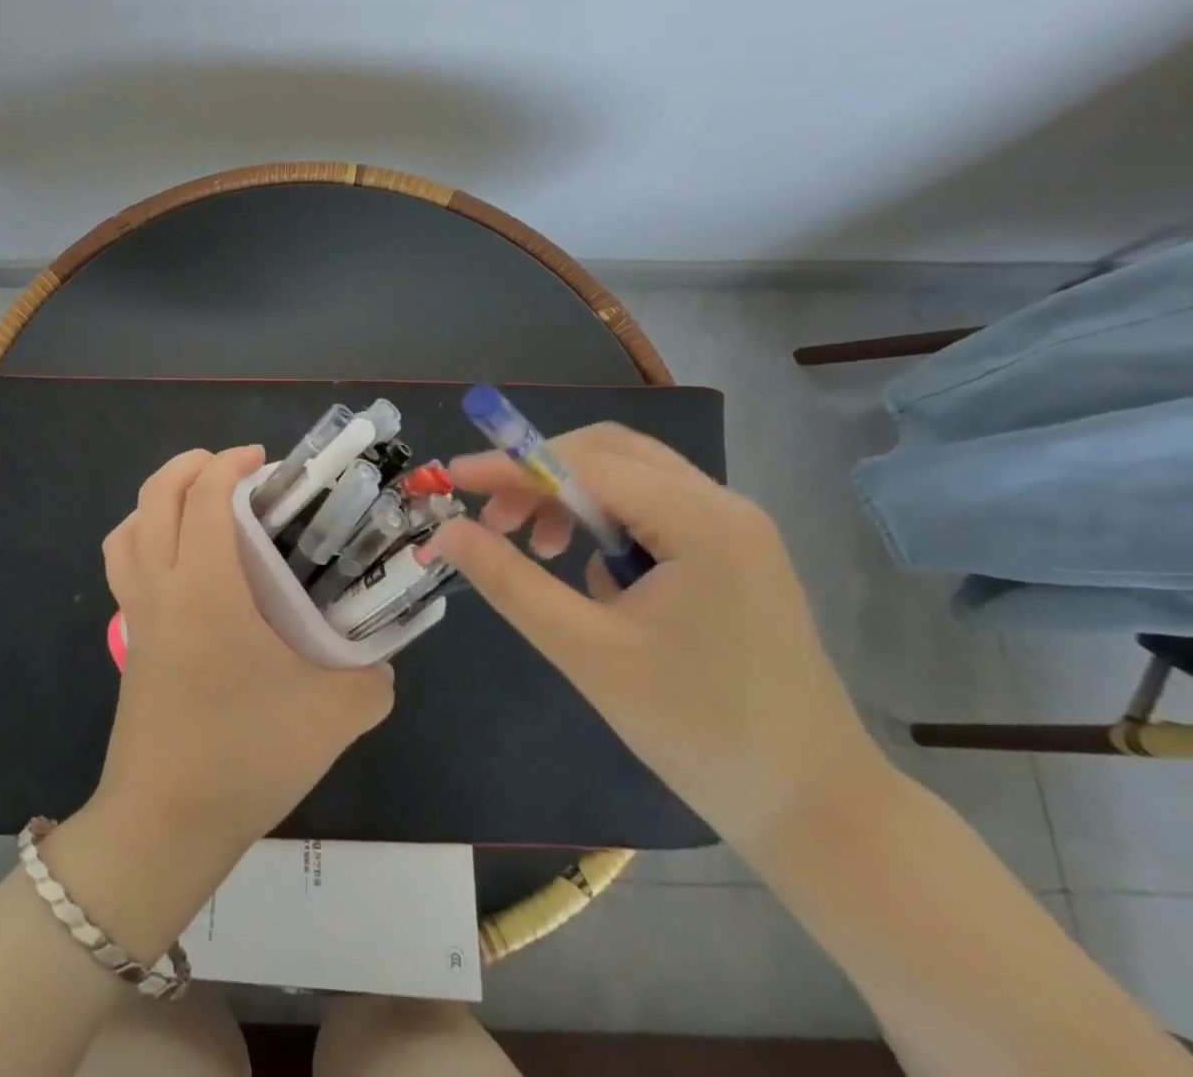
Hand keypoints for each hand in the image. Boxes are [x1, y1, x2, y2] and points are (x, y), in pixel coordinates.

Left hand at [93, 446, 394, 856]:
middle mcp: (161, 585)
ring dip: (158, 499)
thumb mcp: (334, 715)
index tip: (265, 463)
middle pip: (154, 495)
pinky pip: (123, 566)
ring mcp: (136, 613)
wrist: (165, 825)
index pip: (203, 494)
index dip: (229, 463)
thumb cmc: (246, 756)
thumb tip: (381, 665)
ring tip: (200, 505)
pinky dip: (144, 539)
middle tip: (234, 469)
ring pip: (127, 528)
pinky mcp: (128, 641)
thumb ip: (372, 680)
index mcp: (205, 585)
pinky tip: (183, 567)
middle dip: (190, 464)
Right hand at [426, 424, 888, 854]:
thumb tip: (445, 532)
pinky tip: (592, 578)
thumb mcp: (586, 651)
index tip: (451, 478)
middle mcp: (722, 505)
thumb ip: (509, 581)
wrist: (817, 808)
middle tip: (493, 521)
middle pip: (608, 454)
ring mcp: (734, 528)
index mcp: (698, 520)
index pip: (582, 462)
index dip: (509, 464)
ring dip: (570, 497)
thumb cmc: (698, 730)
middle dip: (539, 476)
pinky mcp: (733, 554)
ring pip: (629, 477)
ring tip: (538, 551)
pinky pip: (652, 509)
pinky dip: (604, 521)